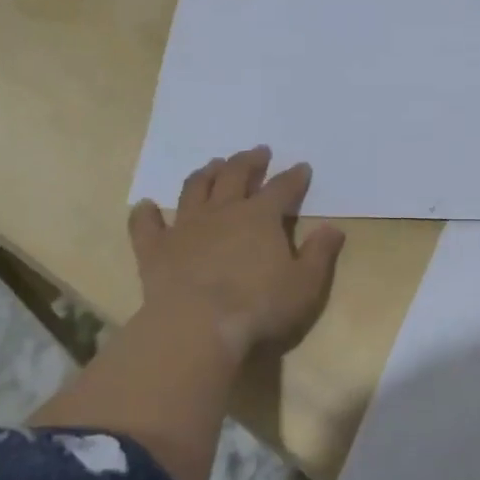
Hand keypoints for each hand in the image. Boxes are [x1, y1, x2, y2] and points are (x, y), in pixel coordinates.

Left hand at [129, 146, 345, 359]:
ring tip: (213, 165)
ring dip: (206, 174)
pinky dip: (145, 213)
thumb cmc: (259, 306)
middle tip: (257, 153)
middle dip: (249, 162)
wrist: (197, 326)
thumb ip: (320, 254)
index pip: (282, 188)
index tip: (302, 167)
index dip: (294, 177)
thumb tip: (333, 229)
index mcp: (260, 216)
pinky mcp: (155, 248)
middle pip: (235, 176)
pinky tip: (145, 206)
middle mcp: (222, 212)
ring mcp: (185, 227)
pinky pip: (146, 225)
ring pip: (194, 189)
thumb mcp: (305, 284)